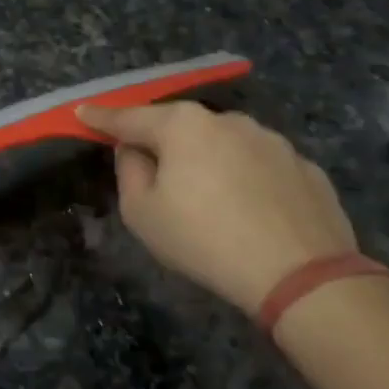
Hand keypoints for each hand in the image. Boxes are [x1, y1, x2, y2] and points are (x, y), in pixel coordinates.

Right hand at [75, 103, 356, 317]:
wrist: (301, 274)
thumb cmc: (204, 239)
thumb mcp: (142, 212)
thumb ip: (129, 171)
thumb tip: (136, 150)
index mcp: (183, 125)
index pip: (130, 118)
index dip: (102, 118)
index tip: (82, 113)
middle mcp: (228, 120)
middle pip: (181, 128)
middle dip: (163, 144)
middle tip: (155, 177)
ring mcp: (273, 141)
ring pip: (224, 145)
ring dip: (209, 163)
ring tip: (210, 204)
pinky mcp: (305, 167)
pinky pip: (261, 168)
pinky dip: (248, 182)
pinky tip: (251, 214)